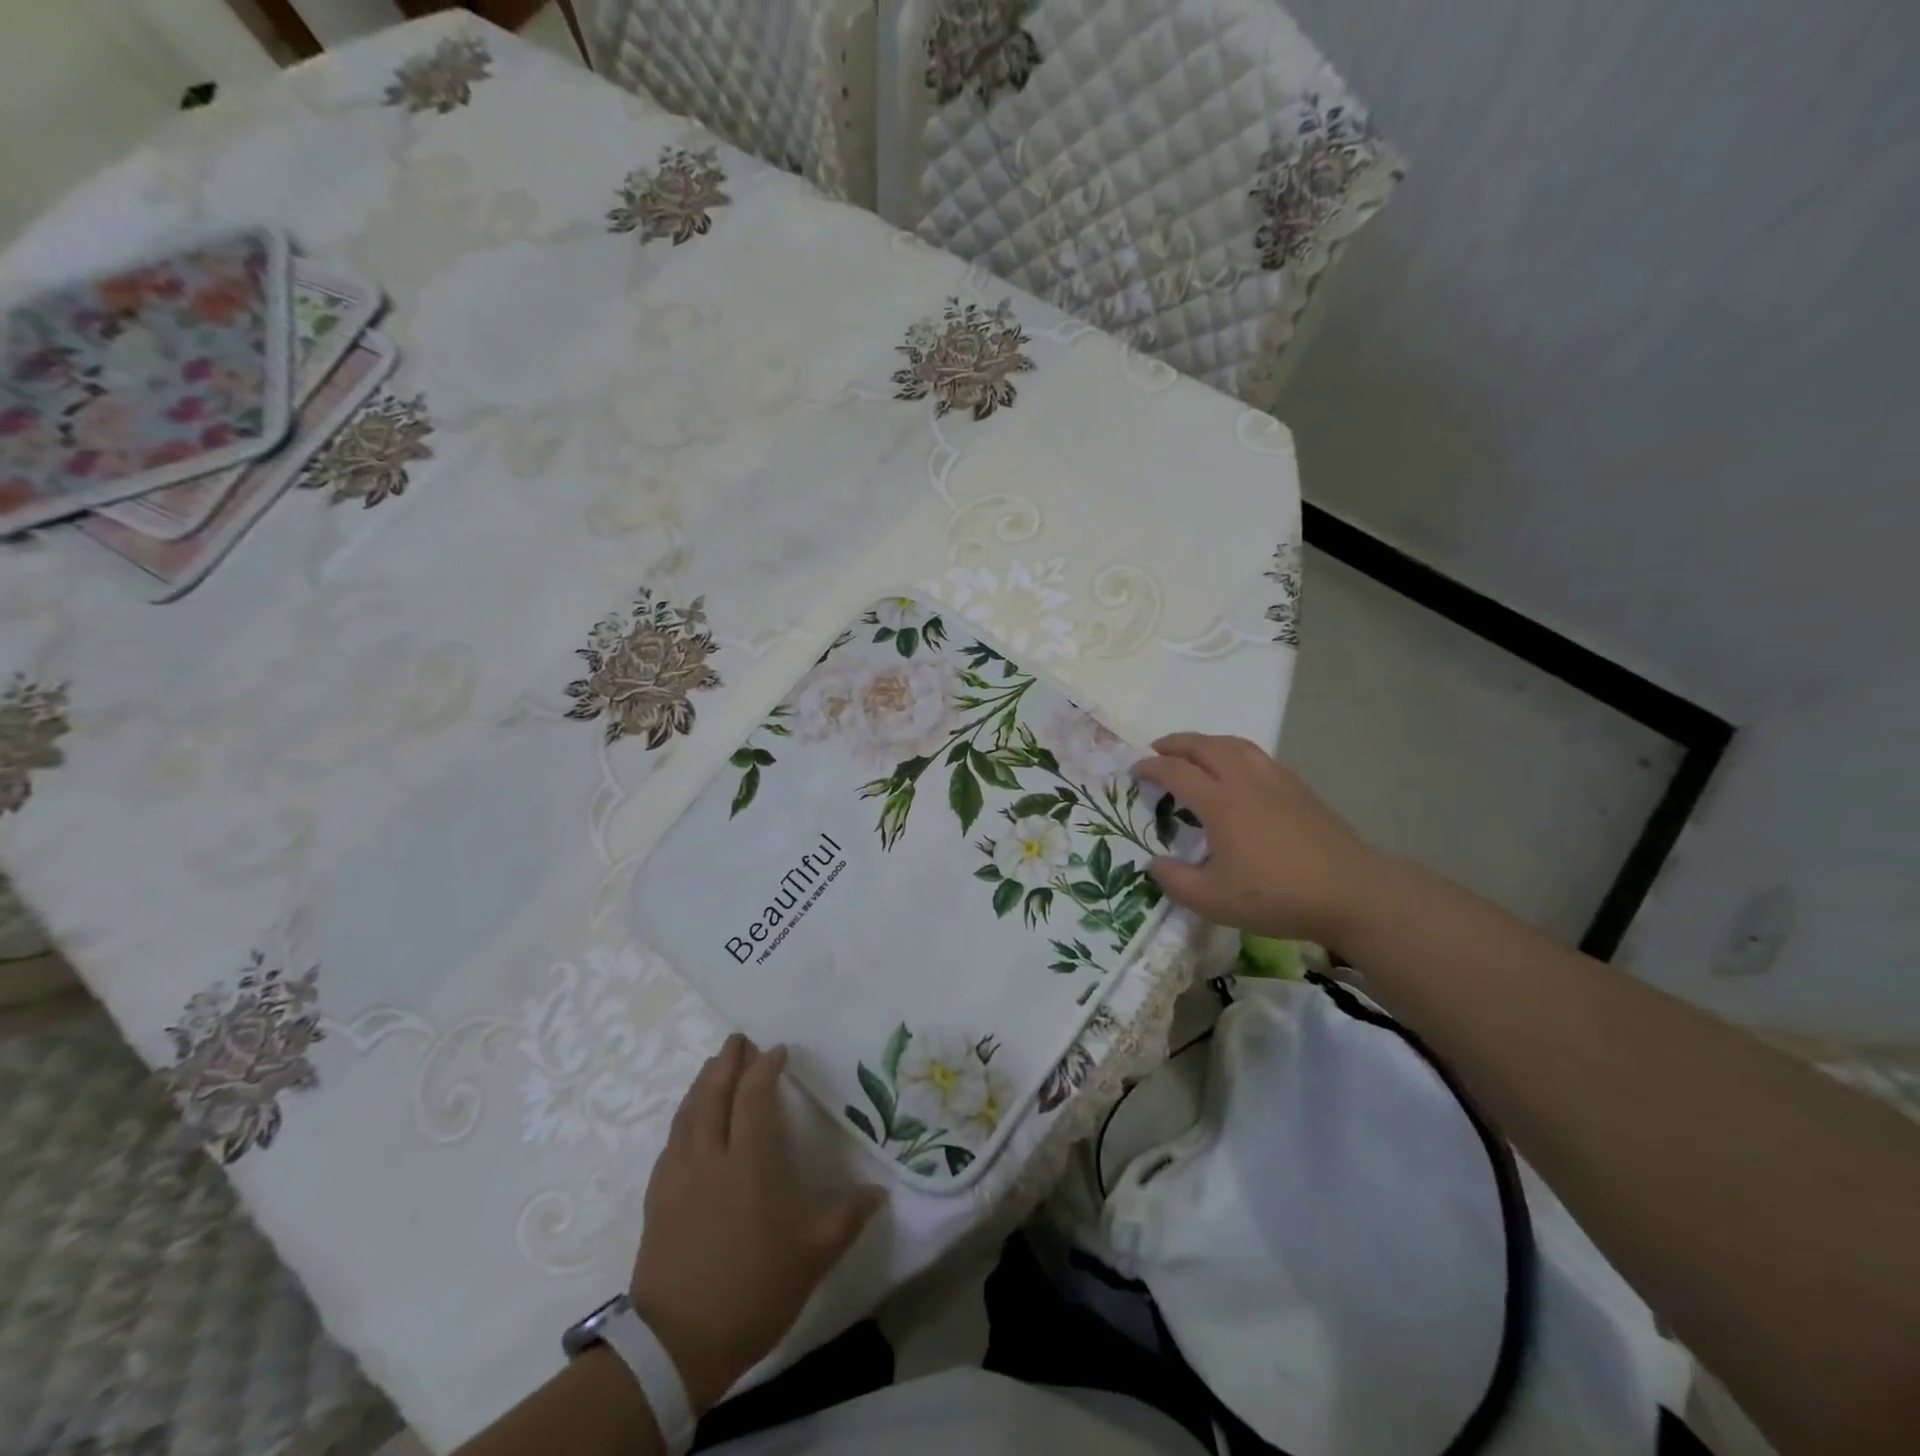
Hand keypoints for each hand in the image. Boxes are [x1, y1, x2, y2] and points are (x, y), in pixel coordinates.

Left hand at [630, 1035, 885, 1414]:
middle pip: (712, 1094)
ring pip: (687, 1114)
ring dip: (701, 1083)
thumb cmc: (751, 1292)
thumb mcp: (810, 1259)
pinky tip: (688, 1121)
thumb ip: (846, 1219)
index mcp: (747, 1164)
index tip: (778, 1051)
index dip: (765, 1068)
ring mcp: (677, 1177)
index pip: (753, 1097)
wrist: (674, 1347)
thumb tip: (879, 1192)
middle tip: (738, 1039)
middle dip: (726, 1062)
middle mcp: (708, 1158)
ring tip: (713, 1067)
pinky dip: (683, 1118)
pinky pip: (670, 1142)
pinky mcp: (657, 1199)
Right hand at [1134, 733, 1383, 945]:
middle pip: (1205, 746)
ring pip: (1235, 744)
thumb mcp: (1213, 901)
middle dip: (1176, 744)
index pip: (1176, 771)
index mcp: (1220, 802)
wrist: (1351, 892)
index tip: (1134, 771)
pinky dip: (1234, 752)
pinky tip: (1237, 771)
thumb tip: (1154, 864)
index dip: (1151, 767)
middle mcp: (1245, 780)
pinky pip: (1257, 755)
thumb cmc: (1277, 896)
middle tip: (1157, 749)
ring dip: (1207, 742)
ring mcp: (1275, 780)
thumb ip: (1175, 881)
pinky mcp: (1299, 788)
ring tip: (1195, 752)